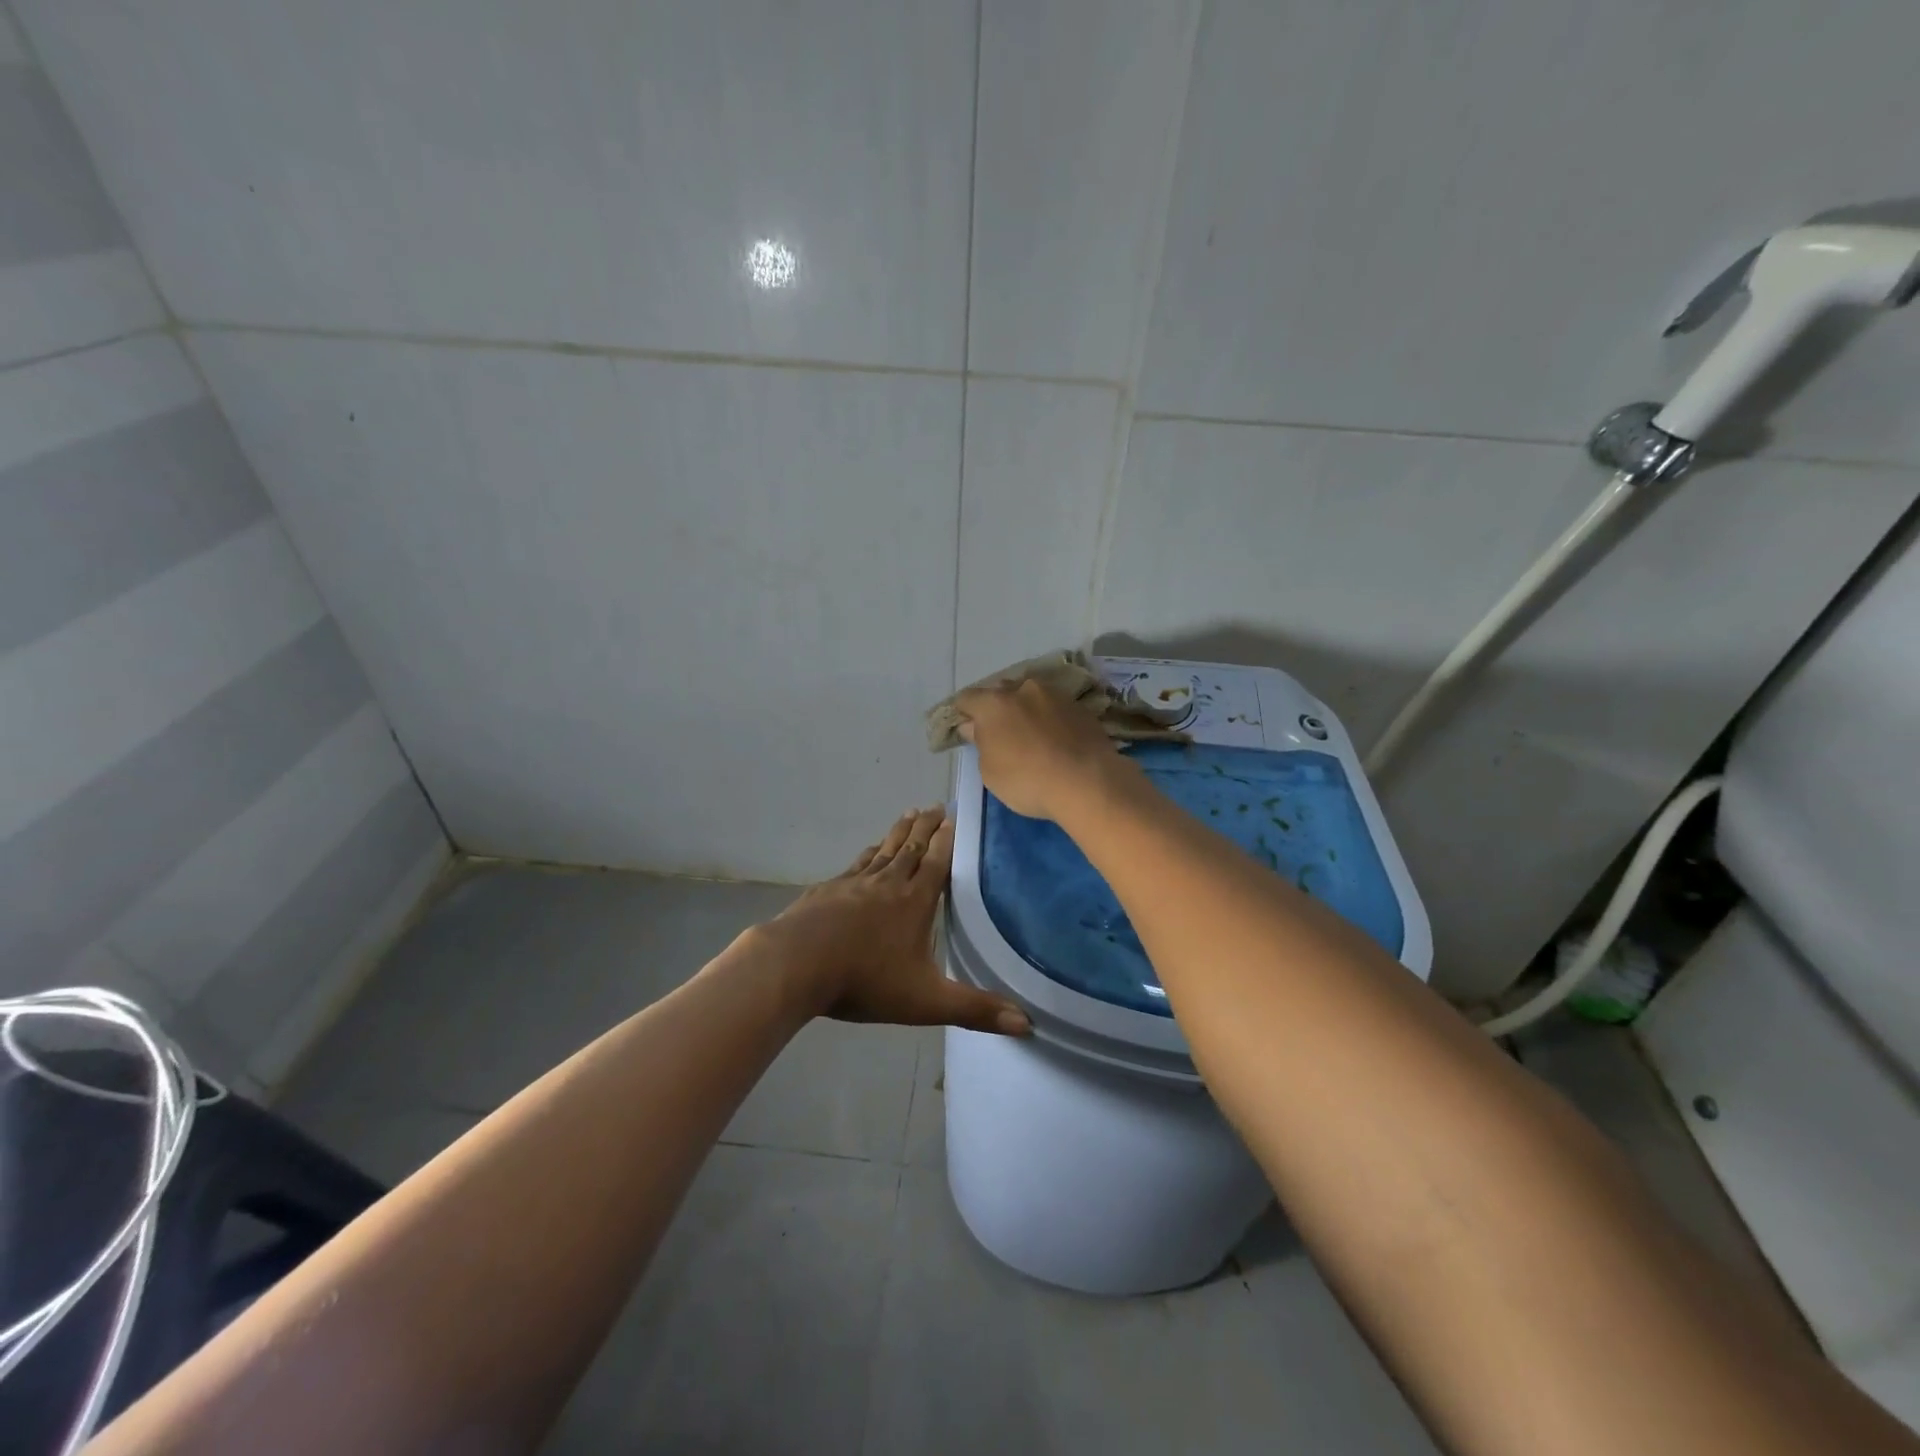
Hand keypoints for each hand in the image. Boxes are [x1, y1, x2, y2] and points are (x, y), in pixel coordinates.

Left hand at [761, 807, 1031, 1035]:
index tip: (954, 816)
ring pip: (884, 850)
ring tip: (909, 814)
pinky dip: (869, 852)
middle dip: (926, 826)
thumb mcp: (926, 1002)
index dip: (947, 839)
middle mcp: (888, 883)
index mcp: (914, 902)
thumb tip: (1027, 1024)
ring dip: (899, 831)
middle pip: (912, 847)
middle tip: (936, 805)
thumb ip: (975, 1010)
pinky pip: (857, 863)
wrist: (796, 965)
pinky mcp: (828, 889)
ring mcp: (854, 883)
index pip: (937, 862)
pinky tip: (870, 850)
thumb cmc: (865, 980)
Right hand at [952, 679, 1132, 822]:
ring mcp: (1055, 695)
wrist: (1087, 782)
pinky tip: (1055, 740)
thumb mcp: (990, 771)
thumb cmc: (1027, 780)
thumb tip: (975, 727)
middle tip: (1000, 733)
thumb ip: (981, 743)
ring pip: (1032, 697)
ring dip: (1027, 711)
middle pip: (1001, 692)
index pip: (967, 698)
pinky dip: (1050, 719)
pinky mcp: (1080, 707)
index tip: (966, 729)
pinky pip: (1055, 709)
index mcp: (994, 703)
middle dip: (997, 708)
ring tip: (1031, 736)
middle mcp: (1023, 689)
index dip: (963, 712)